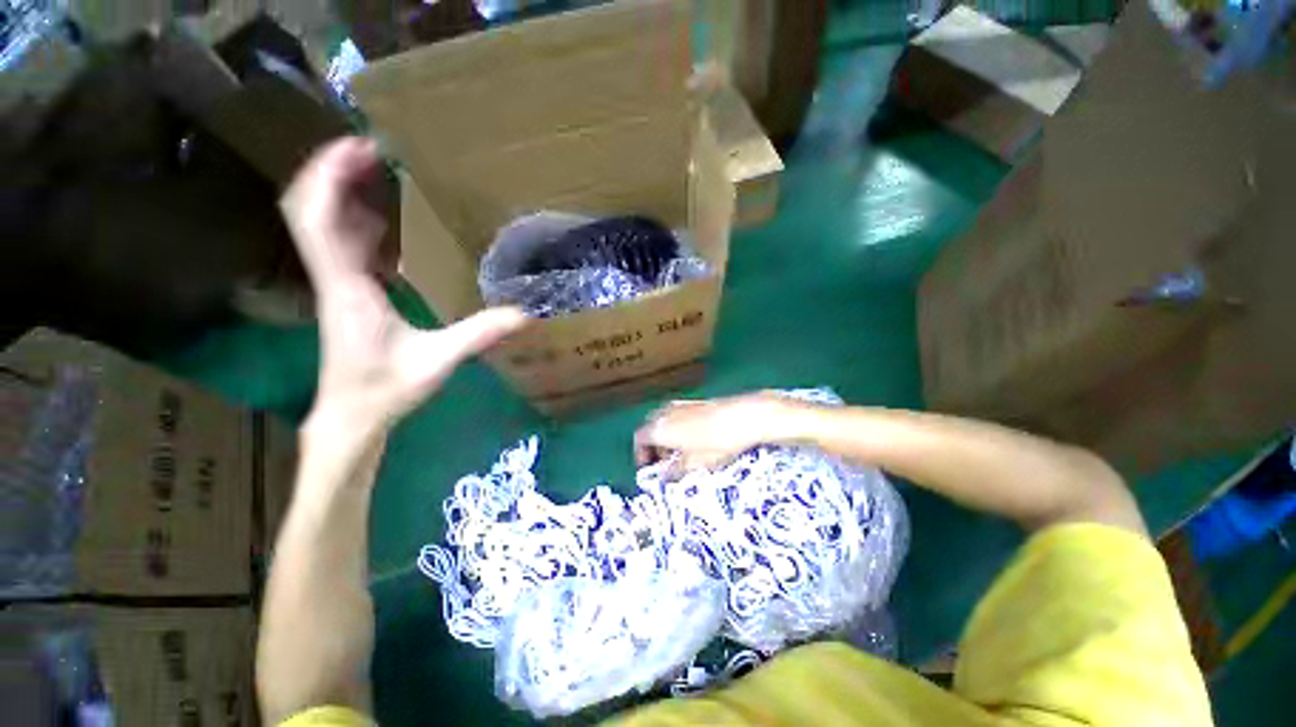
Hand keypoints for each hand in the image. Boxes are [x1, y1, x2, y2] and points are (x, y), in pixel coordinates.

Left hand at [282, 137, 526, 432]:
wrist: (351, 416)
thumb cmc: (385, 389)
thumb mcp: (438, 362)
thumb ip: (478, 335)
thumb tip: (524, 314)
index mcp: (348, 288)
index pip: (317, 220)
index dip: (330, 177)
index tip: (360, 147)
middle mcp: (334, 278)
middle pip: (309, 210)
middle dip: (332, 172)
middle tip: (372, 148)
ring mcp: (336, 284)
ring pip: (319, 224)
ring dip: (340, 192)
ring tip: (375, 170)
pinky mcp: (345, 293)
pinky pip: (340, 244)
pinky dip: (354, 221)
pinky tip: (384, 220)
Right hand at [634, 392, 800, 470]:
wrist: (743, 417)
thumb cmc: (716, 443)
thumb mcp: (694, 465)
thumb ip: (674, 471)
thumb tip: (664, 475)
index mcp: (659, 428)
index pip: (639, 439)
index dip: (641, 455)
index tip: (649, 469)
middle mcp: (665, 413)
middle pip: (651, 428)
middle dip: (654, 446)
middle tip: (665, 463)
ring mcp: (680, 404)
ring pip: (665, 421)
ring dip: (667, 437)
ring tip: (681, 454)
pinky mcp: (695, 402)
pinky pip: (678, 416)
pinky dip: (679, 428)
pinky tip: (695, 440)